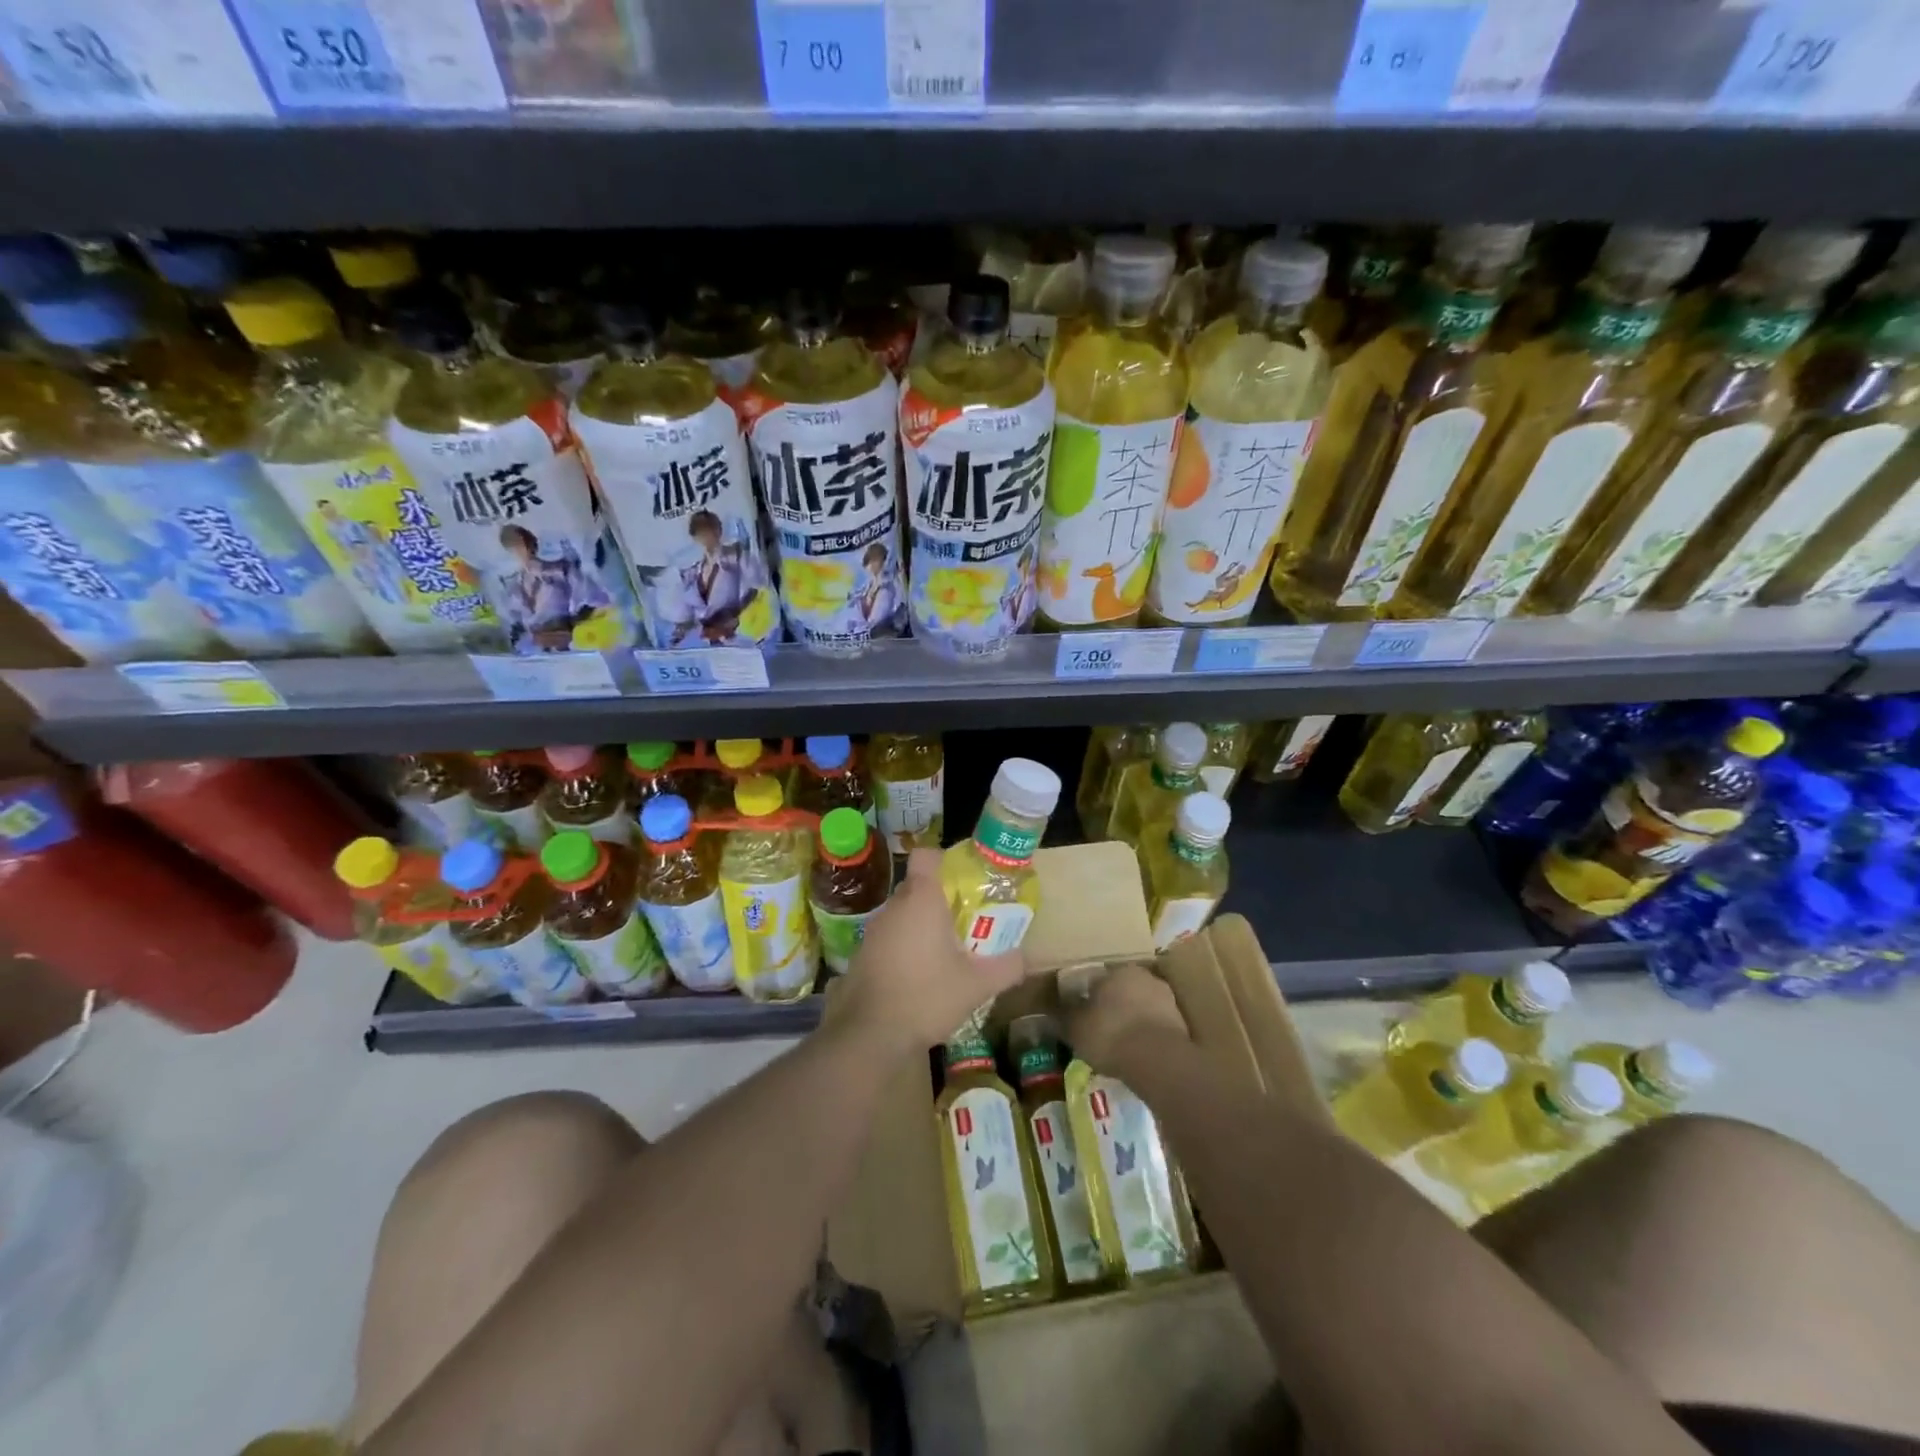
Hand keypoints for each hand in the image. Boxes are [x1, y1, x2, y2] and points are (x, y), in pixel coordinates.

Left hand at [837, 848, 1027, 1056]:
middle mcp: (893, 907)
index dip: (944, 861)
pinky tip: (919, 977)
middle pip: (917, 887)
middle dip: (940, 900)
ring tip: (945, 953)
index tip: (963, 881)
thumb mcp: (977, 985)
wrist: (869, 1035)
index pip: (926, 856)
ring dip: (921, 926)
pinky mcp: (861, 955)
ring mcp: (872, 931)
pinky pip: (889, 938)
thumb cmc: (927, 996)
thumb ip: (1006, 967)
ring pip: (902, 915)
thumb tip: (1025, 957)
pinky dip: (904, 948)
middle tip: (965, 922)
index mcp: (921, 900)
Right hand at [1062, 962, 1188, 1075]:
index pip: (1097, 979)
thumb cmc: (1110, 1035)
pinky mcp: (1182, 1023)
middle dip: (1113, 1005)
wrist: (1158, 1061)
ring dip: (1133, 1019)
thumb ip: (1065, 1016)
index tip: (1082, 1014)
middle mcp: (1143, 976)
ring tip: (1120, 1044)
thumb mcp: (1075, 1028)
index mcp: (1116, 970)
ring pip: (1142, 1006)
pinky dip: (1148, 1035)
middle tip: (1101, 1028)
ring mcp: (1166, 998)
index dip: (1087, 997)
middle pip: (1122, 990)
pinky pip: (1156, 1026)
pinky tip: (1138, 1053)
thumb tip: (1052, 1010)